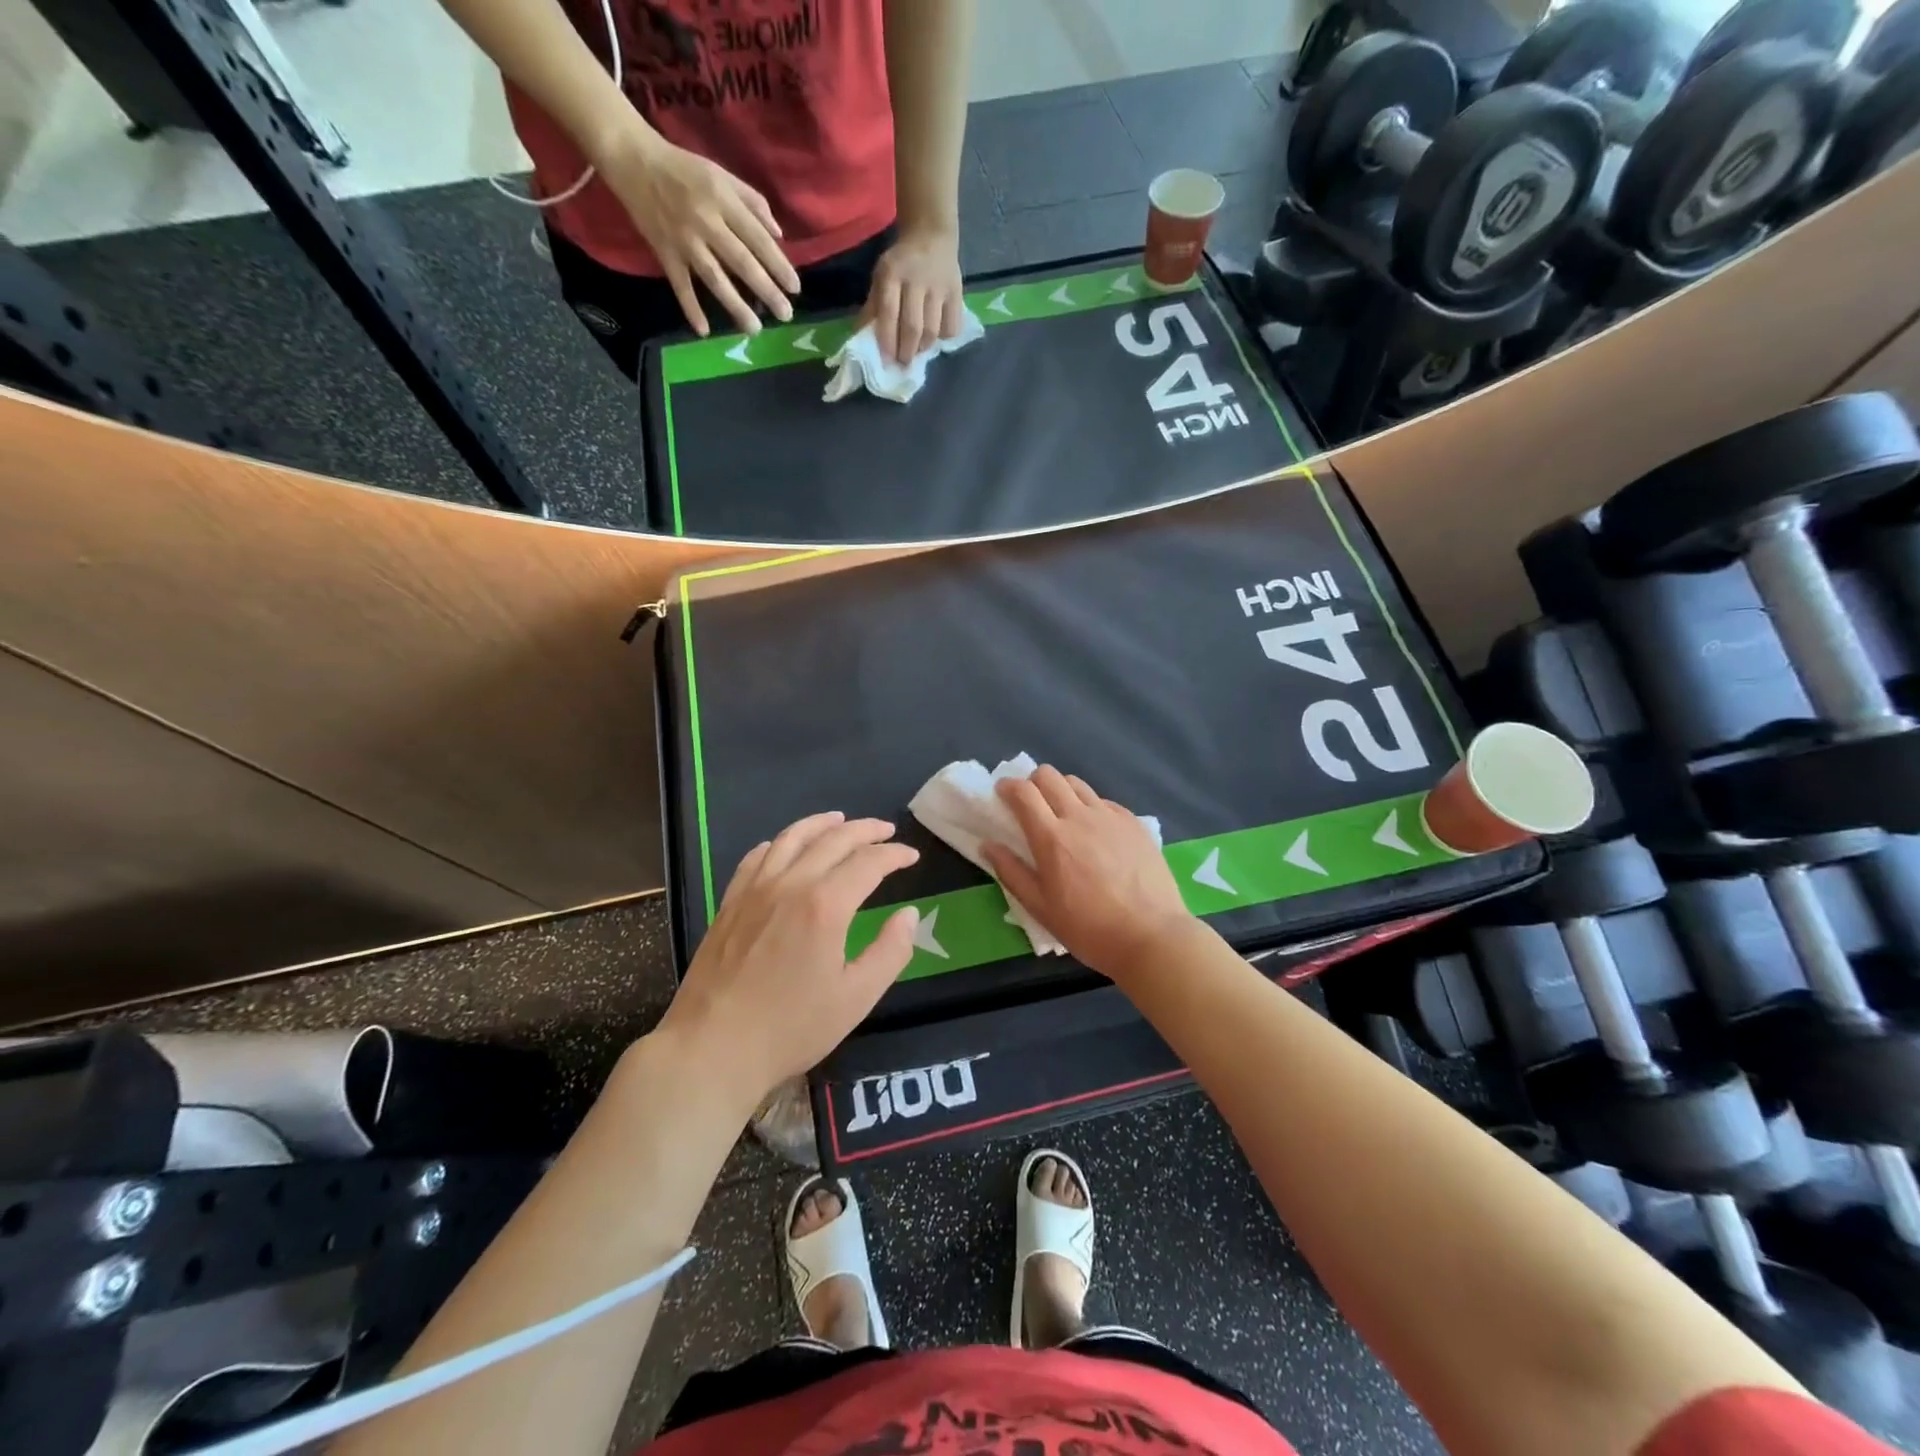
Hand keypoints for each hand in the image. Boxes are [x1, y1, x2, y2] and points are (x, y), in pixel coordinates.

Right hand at [595, 130, 800, 336]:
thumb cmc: (685, 168)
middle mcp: (706, 222)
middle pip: (741, 262)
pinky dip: (690, 308)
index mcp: (722, 200)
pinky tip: (704, 332)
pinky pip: (680, 285)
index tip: (795, 288)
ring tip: (754, 329)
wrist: (633, 158)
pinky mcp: (664, 252)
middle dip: (766, 290)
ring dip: (735, 305)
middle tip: (785, 315)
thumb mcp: (722, 175)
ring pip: (714, 278)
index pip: (757, 238)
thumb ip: (753, 203)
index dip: (778, 264)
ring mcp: (684, 240)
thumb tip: (779, 235)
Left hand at [658, 812, 919, 1108]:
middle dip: (864, 830)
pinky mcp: (730, 903)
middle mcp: (790, 884)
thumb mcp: (856, 998)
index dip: (894, 855)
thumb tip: (909, 915)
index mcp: (825, 905)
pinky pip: (756, 857)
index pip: (868, 863)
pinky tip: (784, 846)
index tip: (911, 855)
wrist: (712, 1048)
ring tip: (840, 819)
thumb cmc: (790, 1028)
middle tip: (886, 829)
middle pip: (832, 840)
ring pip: (791, 838)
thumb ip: (890, 951)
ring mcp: (754, 890)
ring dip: (821, 824)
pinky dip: (779, 843)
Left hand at [861, 223, 963, 364]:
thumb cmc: (900, 264)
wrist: (931, 235)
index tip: (886, 361)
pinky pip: (952, 326)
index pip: (889, 313)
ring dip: (923, 348)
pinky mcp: (957, 293)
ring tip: (917, 350)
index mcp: (892, 273)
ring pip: (933, 331)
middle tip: (903, 362)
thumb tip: (864, 338)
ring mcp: (939, 287)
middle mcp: (917, 279)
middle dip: (906, 351)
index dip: (887, 341)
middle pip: (913, 327)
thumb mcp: (881, 277)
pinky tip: (936, 336)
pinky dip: (943, 338)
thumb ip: (873, 306)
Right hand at [982, 766, 1195, 984]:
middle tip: (1030, 804)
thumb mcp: (1041, 908)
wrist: (1152, 936)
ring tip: (1062, 815)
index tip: (1002, 795)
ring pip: (1077, 783)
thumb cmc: (1089, 929)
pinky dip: (1090, 806)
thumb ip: (1012, 872)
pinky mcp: (1133, 823)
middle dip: (1032, 782)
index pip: (1023, 792)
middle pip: (1049, 775)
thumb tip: (988, 845)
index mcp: (1051, 837)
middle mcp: (1079, 816)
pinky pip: (1104, 801)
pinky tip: (1094, 831)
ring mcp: (1110, 816)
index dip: (1007, 786)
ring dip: (1061, 790)